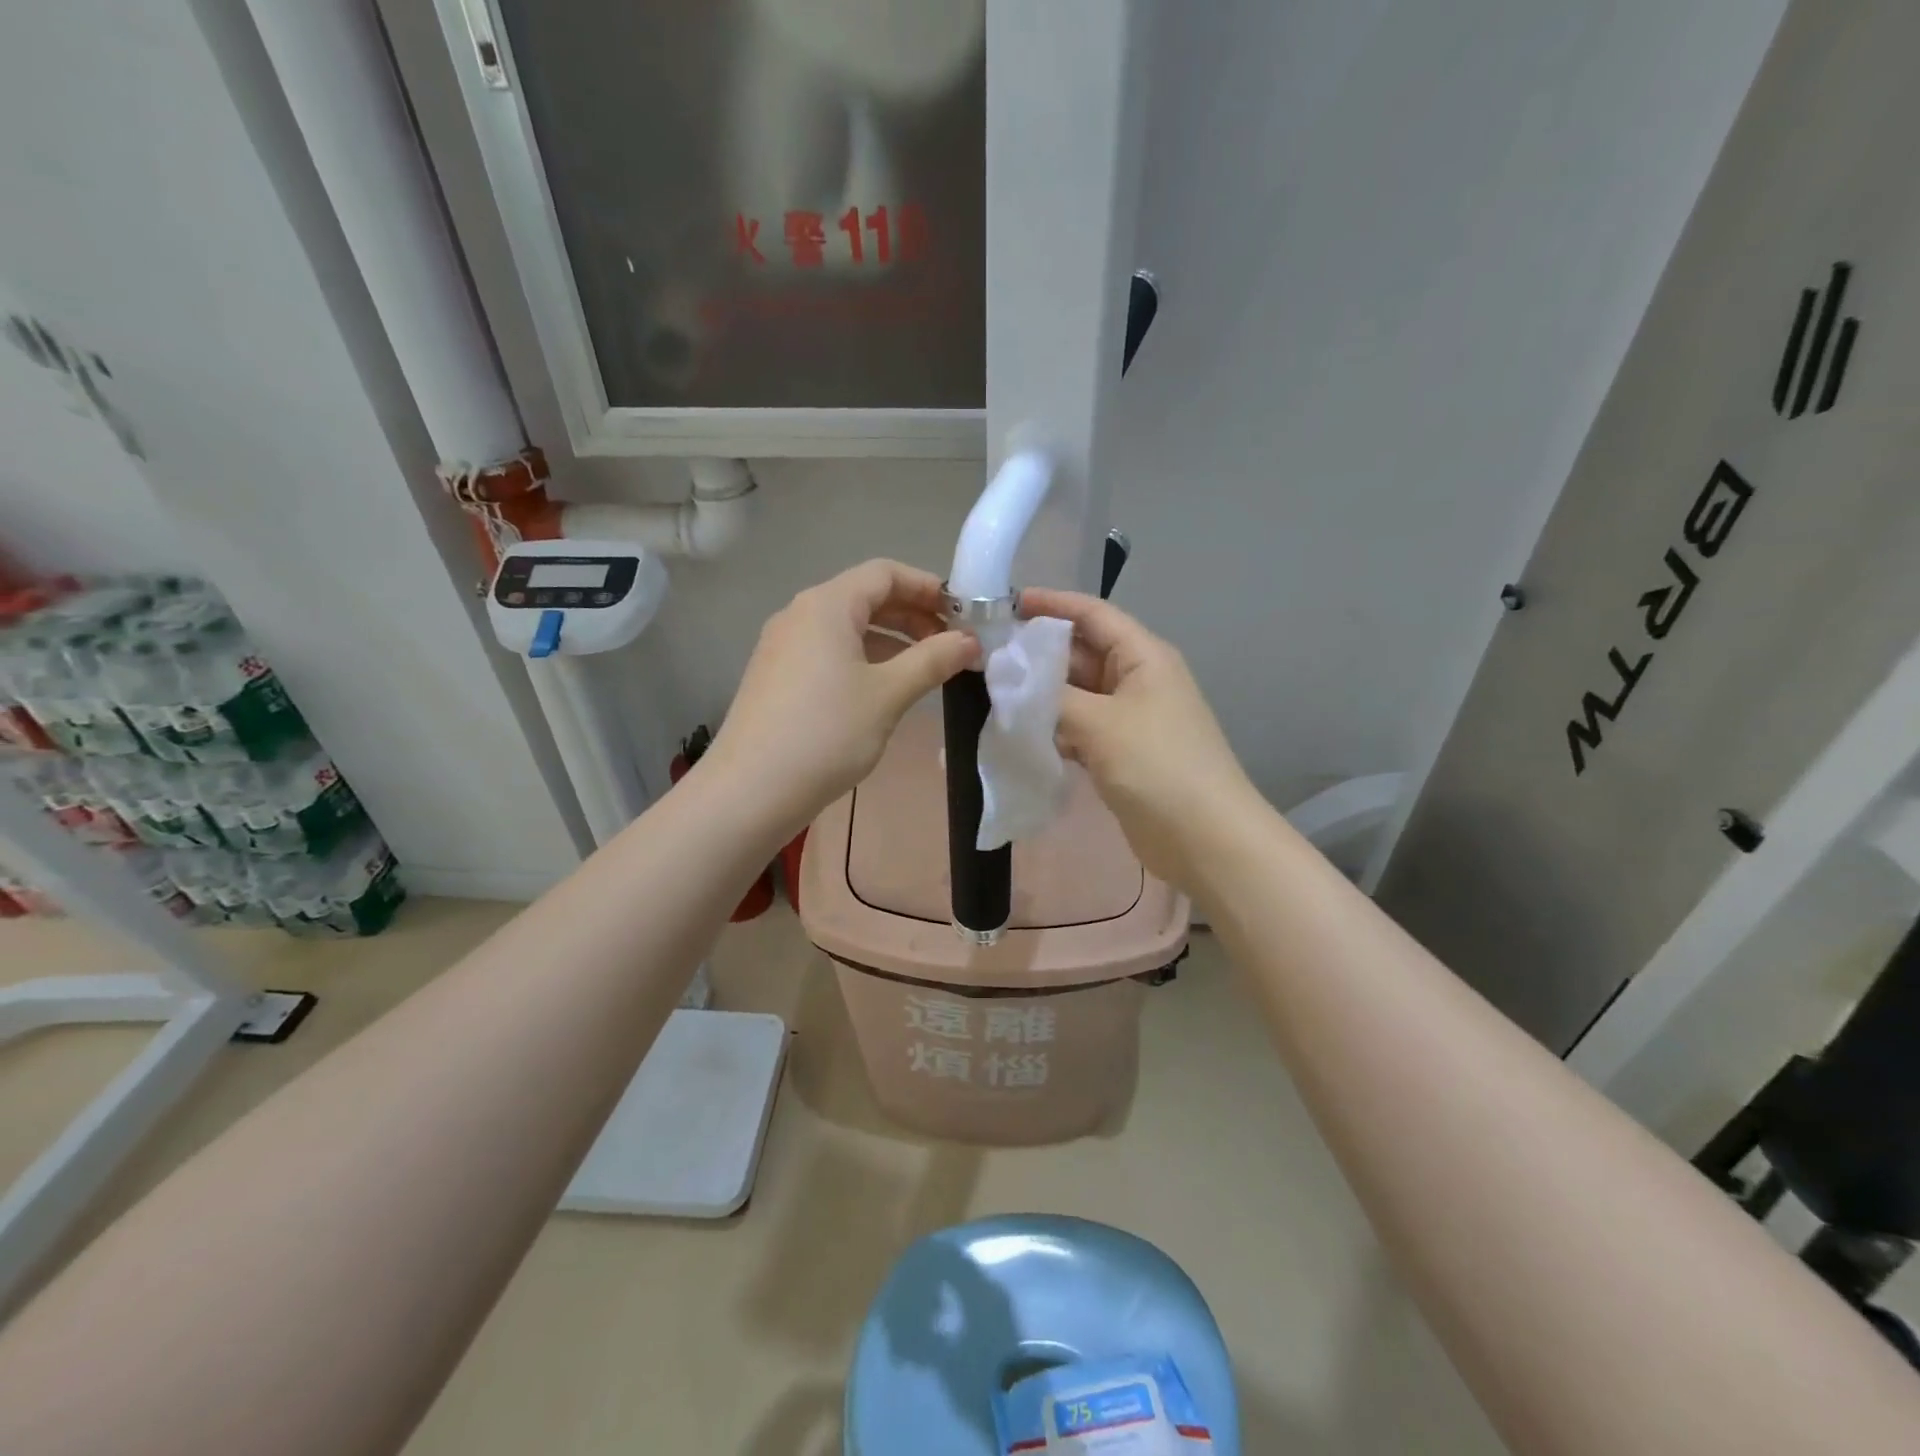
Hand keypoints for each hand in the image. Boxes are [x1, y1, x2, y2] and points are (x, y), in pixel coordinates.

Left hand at [709, 560, 978, 832]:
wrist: (750, 792)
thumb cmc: (826, 733)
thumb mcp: (888, 695)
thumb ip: (932, 660)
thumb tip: (970, 641)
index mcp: (826, 605)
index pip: (885, 573)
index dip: (928, 587)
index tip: (963, 615)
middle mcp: (800, 615)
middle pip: (865, 597)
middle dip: (913, 615)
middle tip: (951, 645)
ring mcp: (783, 647)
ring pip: (848, 628)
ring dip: (891, 641)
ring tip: (925, 670)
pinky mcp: (777, 677)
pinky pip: (829, 652)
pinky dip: (864, 660)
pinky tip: (884, 691)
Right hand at [1019, 588, 1257, 889]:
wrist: (1204, 838)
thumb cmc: (1158, 766)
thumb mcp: (1100, 723)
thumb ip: (1049, 697)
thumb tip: (1008, 679)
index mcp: (1143, 657)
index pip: (1092, 614)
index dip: (1051, 604)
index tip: (1005, 605)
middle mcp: (1137, 679)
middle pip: (1080, 654)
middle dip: (1037, 654)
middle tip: (985, 657)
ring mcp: (1129, 718)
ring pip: (1076, 694)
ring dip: (1041, 694)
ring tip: (992, 692)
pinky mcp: (1120, 752)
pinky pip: (1079, 727)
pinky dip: (1052, 727)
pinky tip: (1020, 732)